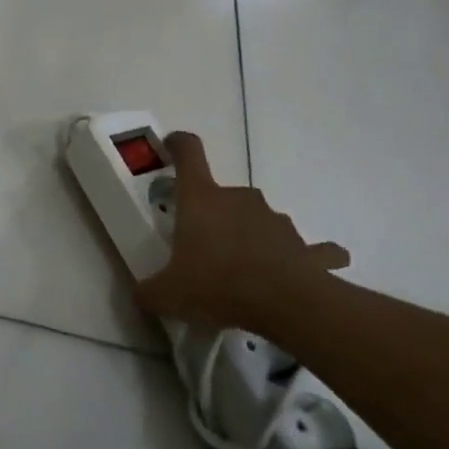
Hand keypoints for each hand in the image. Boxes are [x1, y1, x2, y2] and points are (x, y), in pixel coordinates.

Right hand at [135, 131, 348, 329]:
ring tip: (246, 273)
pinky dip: (305, 257)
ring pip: (259, 219)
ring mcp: (275, 219)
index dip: (179, 144)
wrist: (284, 303)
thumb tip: (139, 294)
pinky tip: (303, 273)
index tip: (172, 145)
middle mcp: (239, 199)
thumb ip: (148, 291)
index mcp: (202, 199)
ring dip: (252, 237)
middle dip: (215, 217)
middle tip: (206, 250)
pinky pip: (308, 249)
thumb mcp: (168, 294)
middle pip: (223, 195)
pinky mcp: (305, 246)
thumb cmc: (217, 285)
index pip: (189, 153)